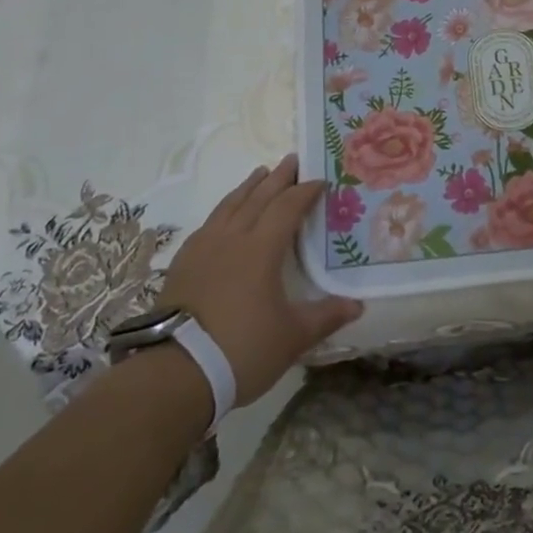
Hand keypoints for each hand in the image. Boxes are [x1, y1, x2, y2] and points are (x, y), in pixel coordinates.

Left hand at [156, 155, 362, 404]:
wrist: (175, 373)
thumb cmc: (241, 350)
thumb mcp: (292, 337)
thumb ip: (325, 317)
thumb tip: (357, 305)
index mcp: (261, 248)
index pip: (287, 207)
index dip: (305, 191)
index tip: (321, 180)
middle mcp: (232, 238)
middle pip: (258, 197)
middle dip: (278, 178)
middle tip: (291, 159)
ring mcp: (203, 248)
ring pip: (229, 205)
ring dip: (248, 187)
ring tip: (259, 173)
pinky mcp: (183, 263)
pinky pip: (209, 223)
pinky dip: (224, 210)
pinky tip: (223, 216)